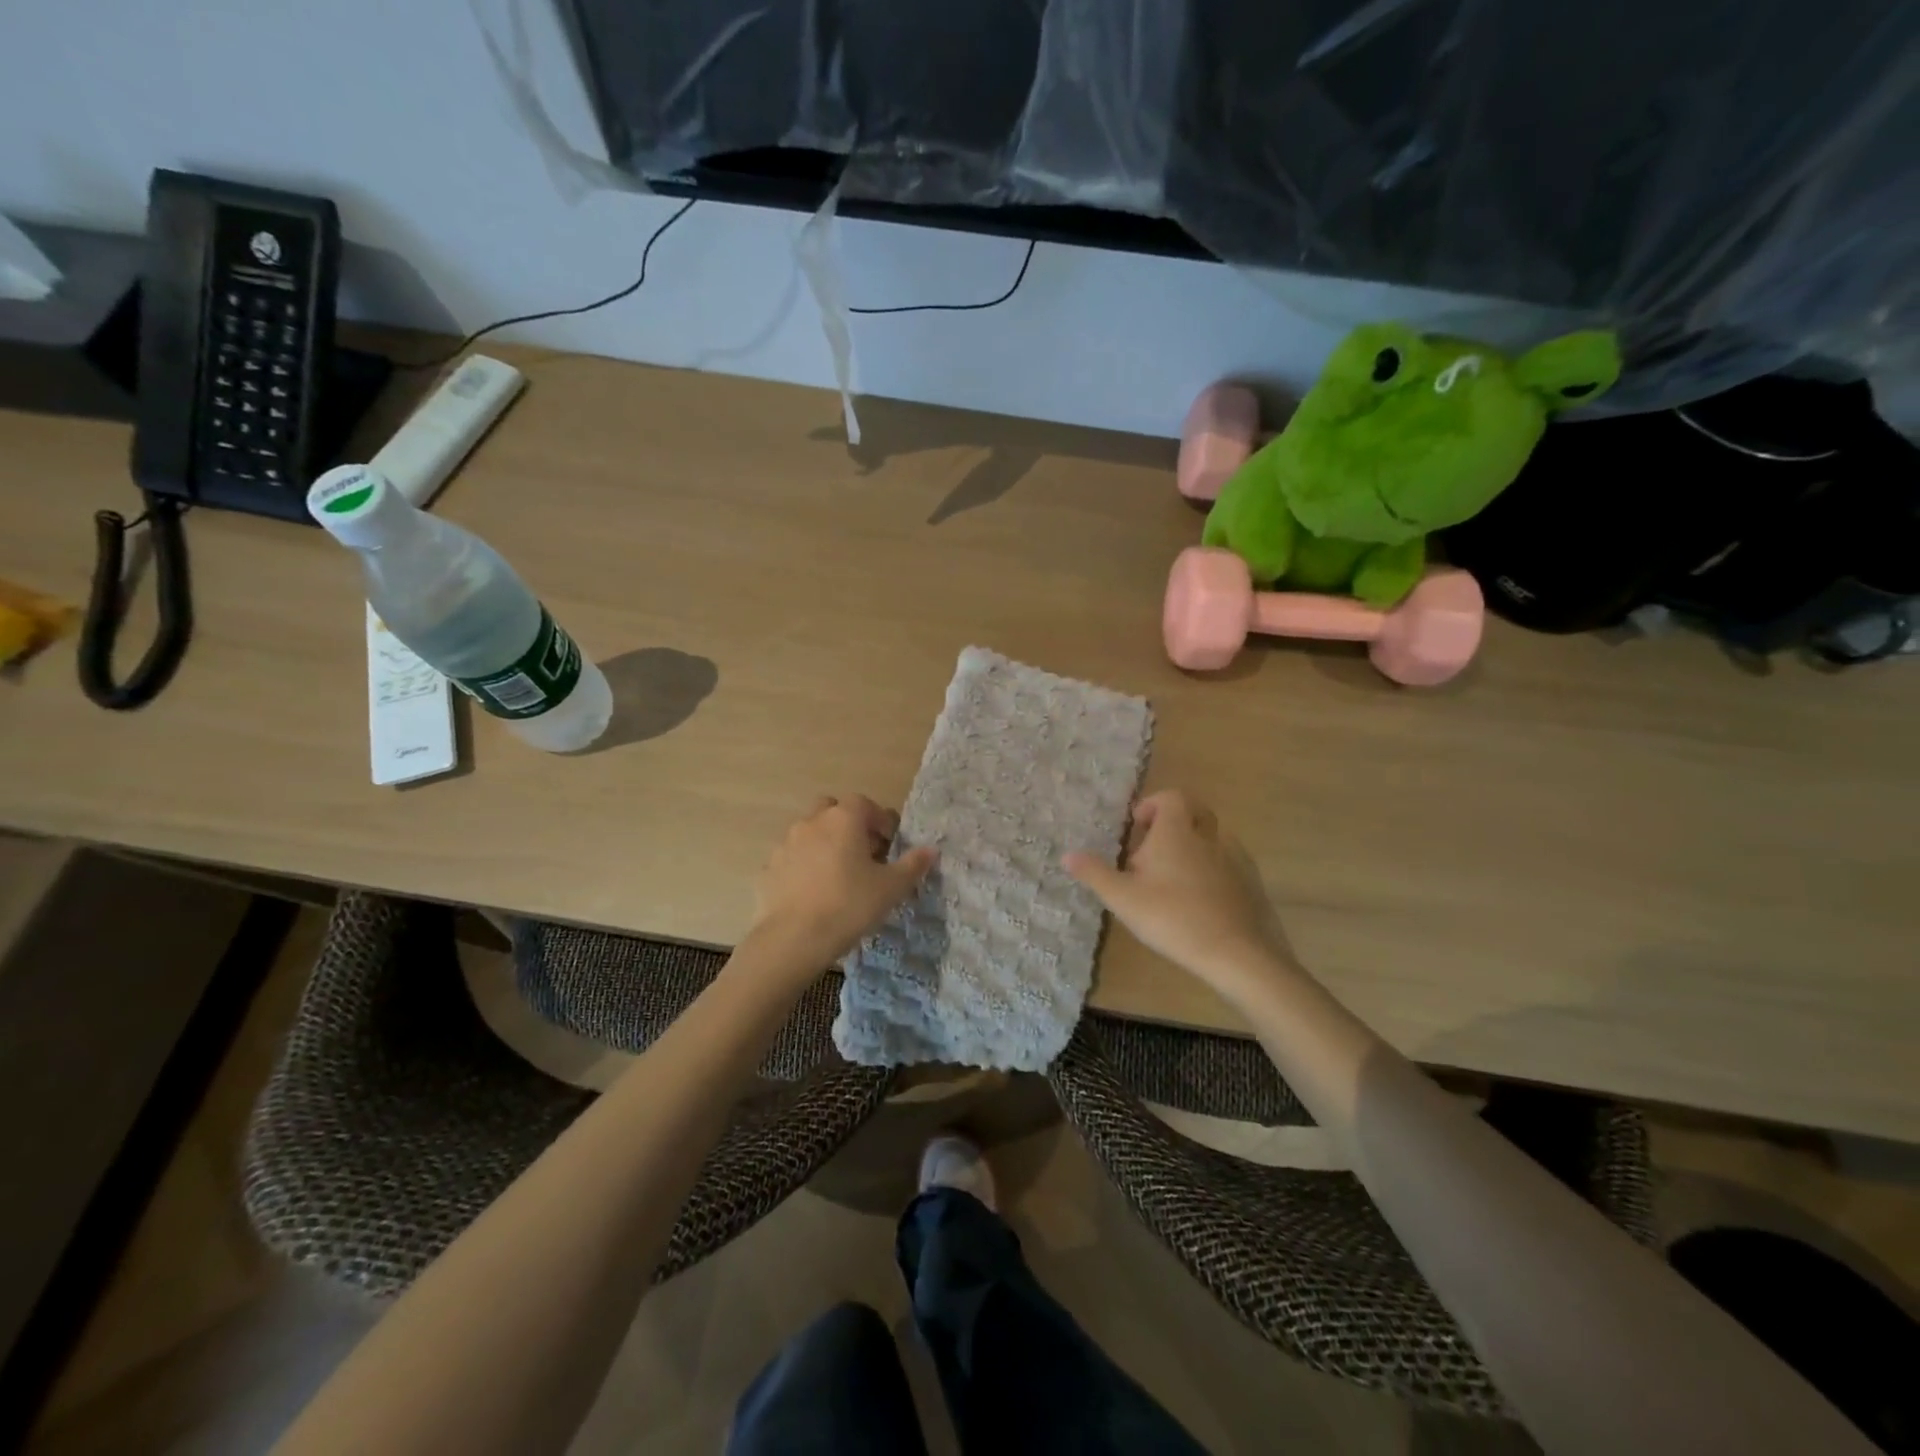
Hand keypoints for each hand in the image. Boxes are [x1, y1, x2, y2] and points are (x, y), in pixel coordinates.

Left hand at [748, 795, 937, 976]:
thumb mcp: (891, 888)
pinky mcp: (769, 868)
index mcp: (843, 819)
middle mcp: (812, 822)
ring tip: (839, 876)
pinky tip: (814, 892)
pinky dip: (805, 866)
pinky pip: (793, 858)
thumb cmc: (849, 905)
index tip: (890, 844)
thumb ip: (912, 865)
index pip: (865, 803)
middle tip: (863, 853)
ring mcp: (786, 844)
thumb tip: (930, 850)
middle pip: (832, 810)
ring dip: (825, 844)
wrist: (793, 939)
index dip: (880, 820)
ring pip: (810, 833)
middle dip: (848, 825)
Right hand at [1064, 790, 1291, 995]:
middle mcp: (1208, 837)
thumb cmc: (1172, 917)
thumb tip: (1067, 854)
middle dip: (1174, 823)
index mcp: (1177, 832)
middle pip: (1195, 812)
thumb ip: (1095, 873)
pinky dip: (1212, 870)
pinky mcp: (1250, 883)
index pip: (1171, 797)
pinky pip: (1228, 863)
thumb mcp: (1123, 898)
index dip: (1153, 805)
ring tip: (1173, 878)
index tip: (1137, 827)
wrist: (1236, 952)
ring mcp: (1234, 859)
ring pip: (1213, 838)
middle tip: (1153, 849)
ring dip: (1193, 847)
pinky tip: (1200, 899)